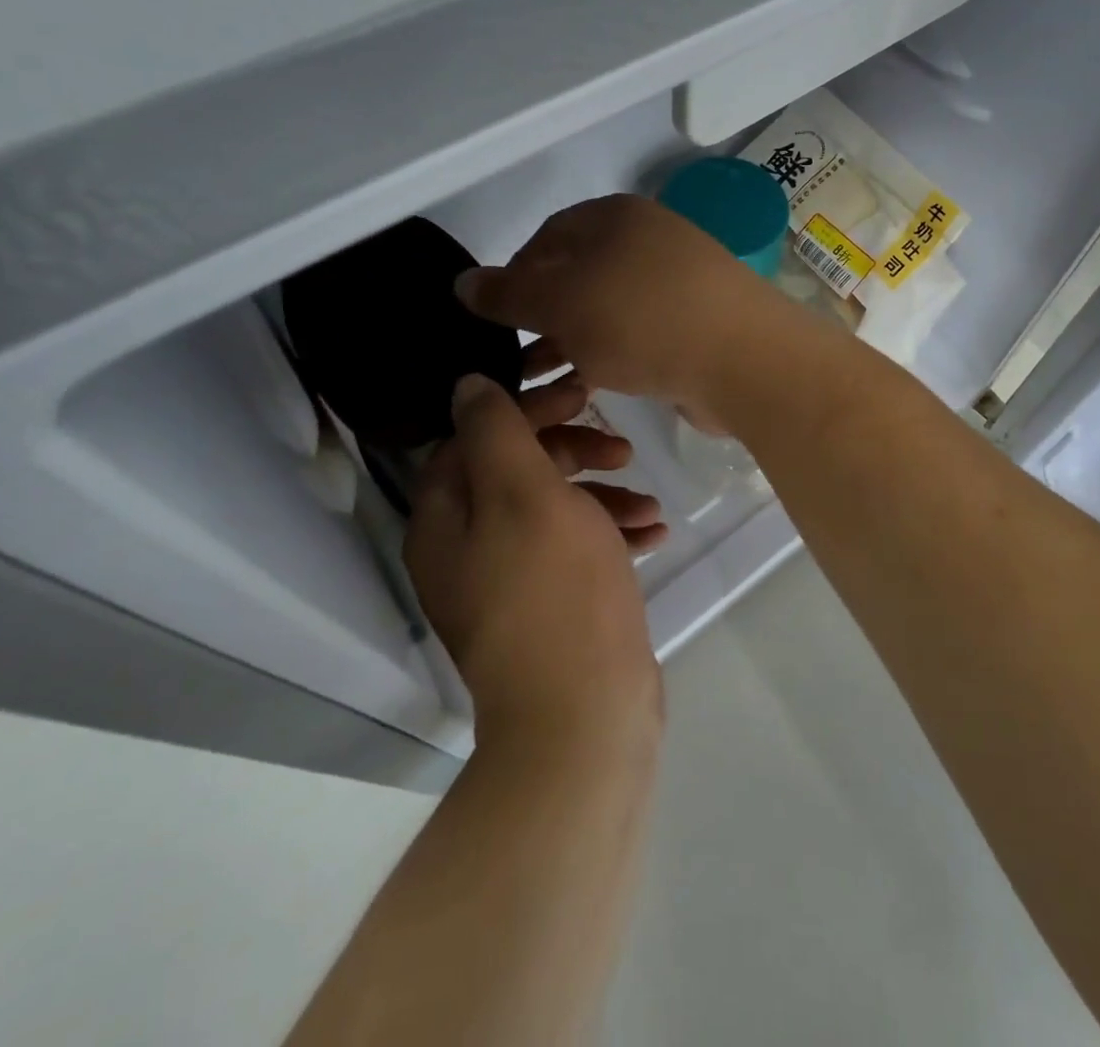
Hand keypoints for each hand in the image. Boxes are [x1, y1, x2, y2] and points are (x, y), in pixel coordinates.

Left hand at [404, 373, 662, 742]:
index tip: (580, 396)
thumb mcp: (526, 493)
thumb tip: (467, 383)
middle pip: (515, 471)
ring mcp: (507, 581)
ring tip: (649, 500)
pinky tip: (653, 533)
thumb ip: (496, 430)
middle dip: (572, 450)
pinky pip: (575, 550)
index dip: (527, 408)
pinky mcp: (548, 606)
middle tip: (622, 446)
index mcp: (446, 519)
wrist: (583, 716)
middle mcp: (466, 548)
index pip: (474, 436)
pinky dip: (610, 534)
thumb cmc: (555, 590)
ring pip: (553, 510)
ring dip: (602, 494)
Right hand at [457, 195, 793, 427]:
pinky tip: (586, 386)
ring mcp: (677, 285)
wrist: (744, 360)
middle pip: (578, 275)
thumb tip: (463, 282)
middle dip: (540, 316)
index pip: (548, 236)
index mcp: (616, 218)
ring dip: (568, 341)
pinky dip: (606, 355)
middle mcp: (649, 243)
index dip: (515, 274)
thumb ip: (509, 292)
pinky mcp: (695, 327)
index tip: (494, 316)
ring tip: (537, 380)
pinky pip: (636, 336)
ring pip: (606, 310)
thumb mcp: (561, 301)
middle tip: (512, 355)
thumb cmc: (641, 319)